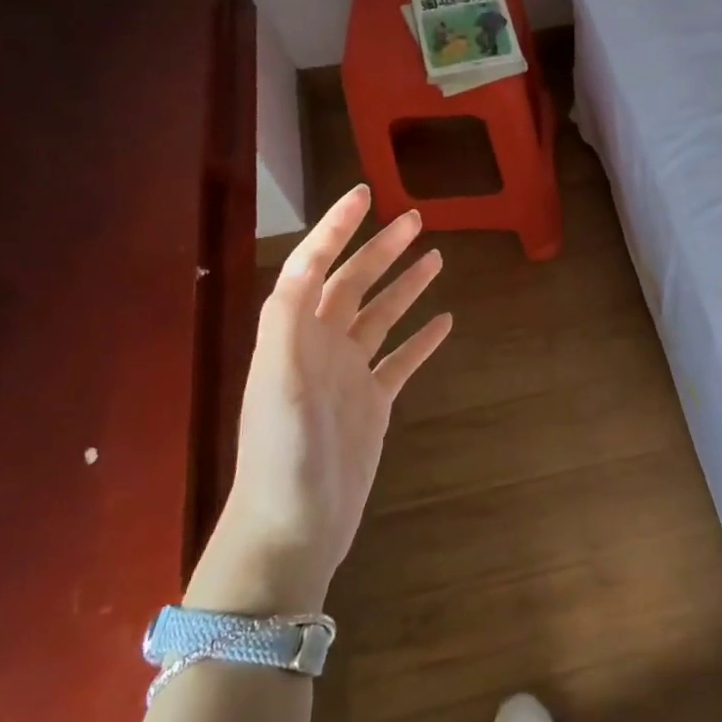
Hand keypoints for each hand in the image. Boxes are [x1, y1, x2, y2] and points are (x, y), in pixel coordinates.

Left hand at [192, 186, 451, 611]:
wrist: (293, 527)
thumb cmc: (283, 455)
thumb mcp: (277, 384)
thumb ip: (287, 322)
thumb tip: (308, 263)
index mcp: (293, 334)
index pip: (314, 266)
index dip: (336, 227)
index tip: (365, 193)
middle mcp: (319, 346)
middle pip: (353, 284)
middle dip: (380, 249)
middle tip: (415, 219)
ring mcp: (348, 375)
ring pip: (380, 317)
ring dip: (404, 286)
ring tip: (435, 257)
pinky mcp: (371, 404)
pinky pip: (400, 360)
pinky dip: (420, 339)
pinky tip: (444, 322)